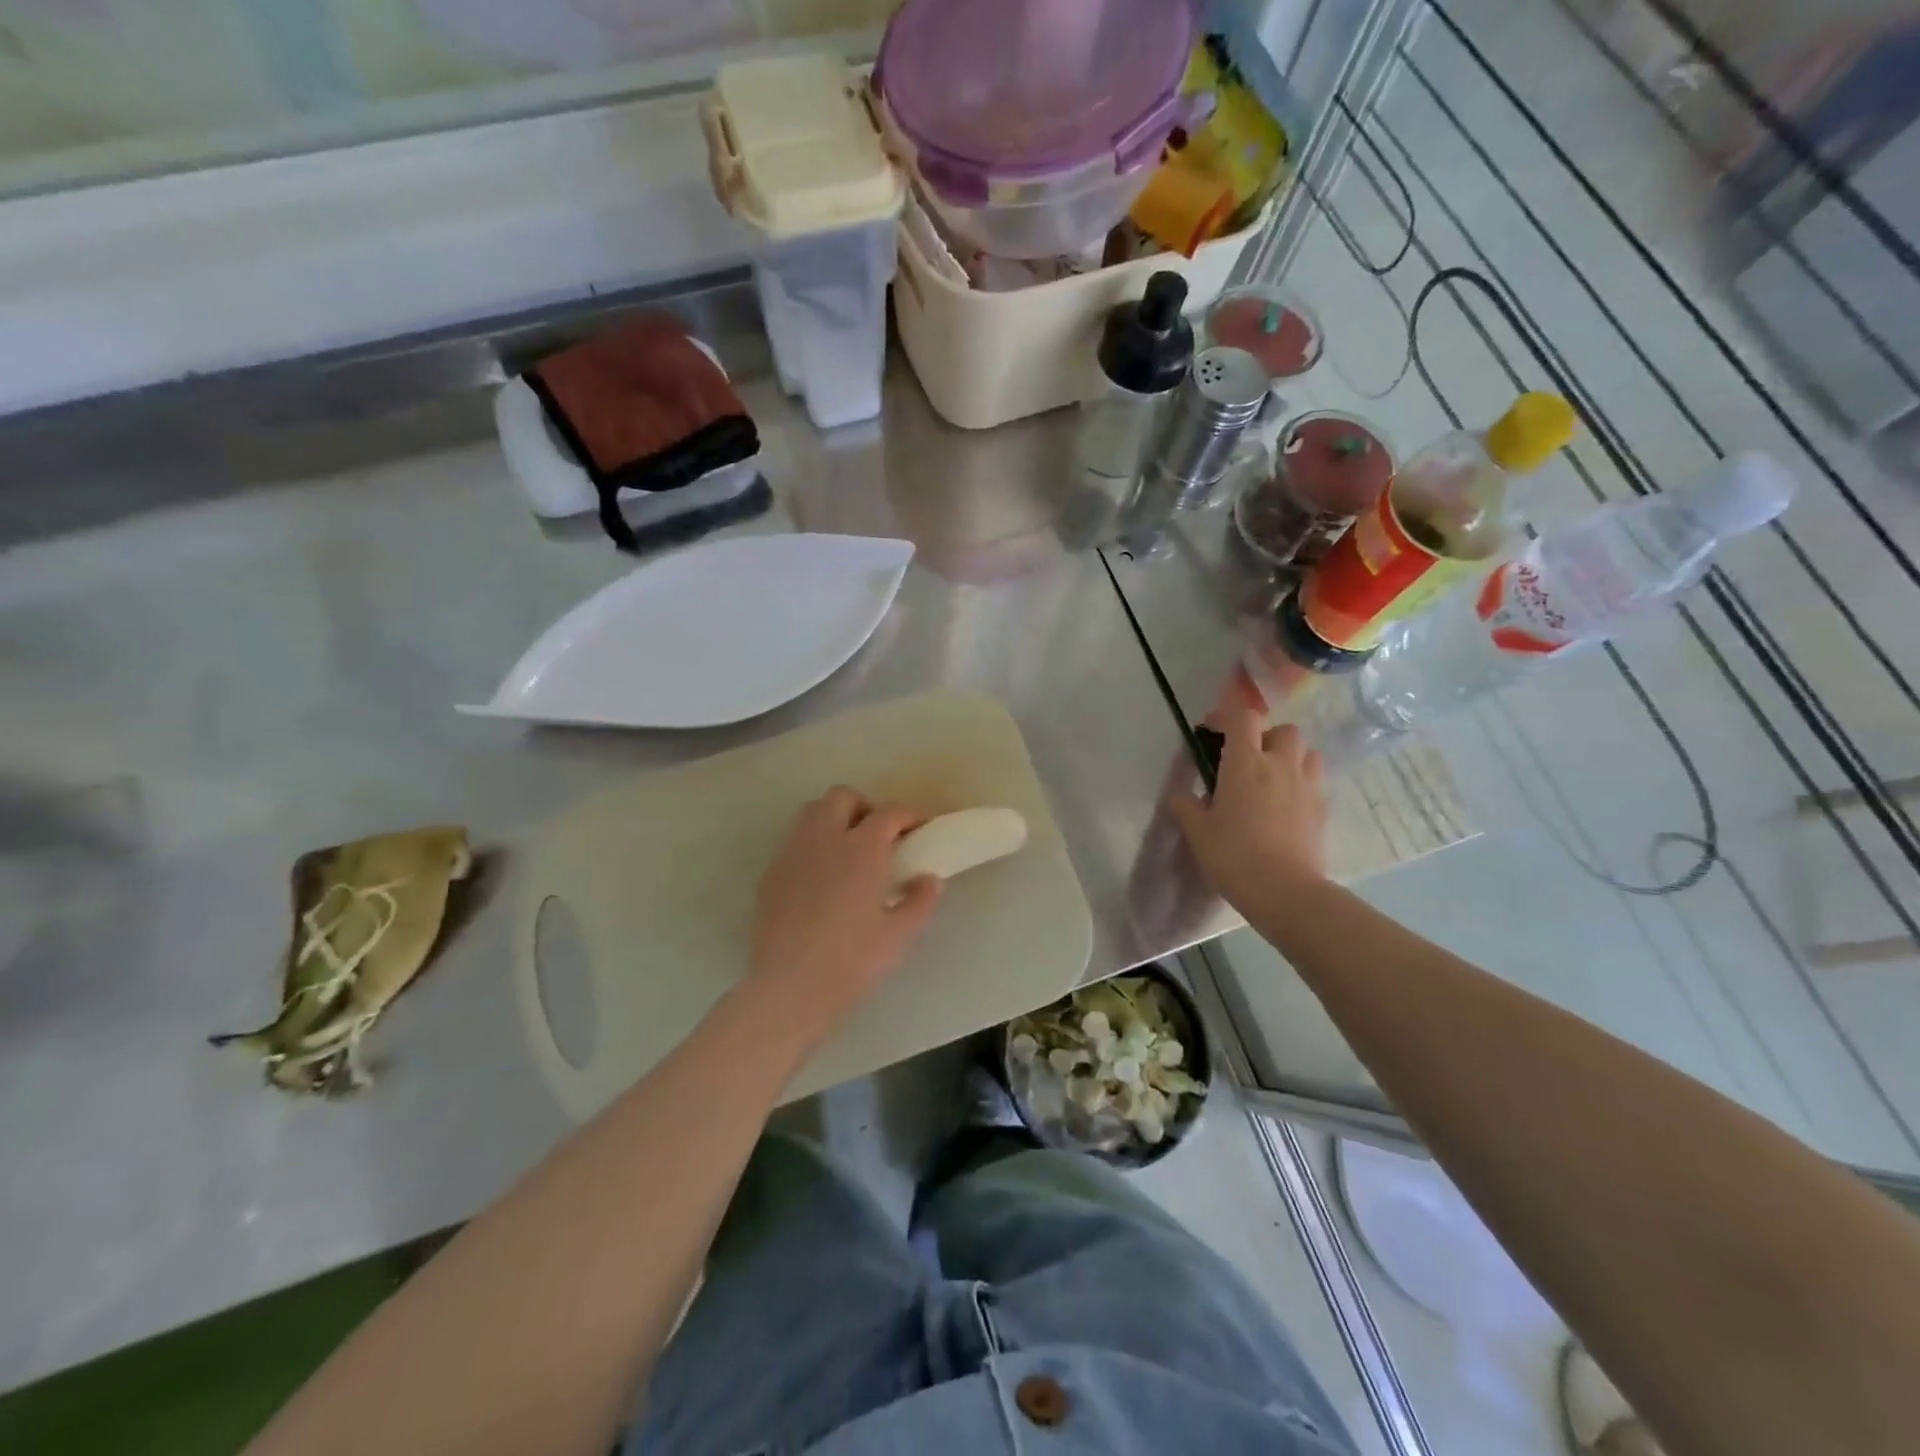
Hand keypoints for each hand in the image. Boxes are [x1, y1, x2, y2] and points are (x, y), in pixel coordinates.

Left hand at [749, 787, 942, 1023]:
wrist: (789, 989)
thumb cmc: (852, 961)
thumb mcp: (899, 935)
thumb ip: (920, 901)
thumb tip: (929, 879)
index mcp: (862, 849)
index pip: (890, 812)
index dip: (909, 815)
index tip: (920, 828)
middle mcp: (824, 838)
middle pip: (843, 797)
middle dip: (865, 807)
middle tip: (880, 836)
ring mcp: (792, 853)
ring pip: (812, 811)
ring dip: (834, 818)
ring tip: (848, 850)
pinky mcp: (771, 873)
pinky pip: (794, 841)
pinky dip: (812, 844)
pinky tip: (820, 877)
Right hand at [1170, 704, 1329, 917]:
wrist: (1285, 892)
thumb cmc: (1234, 856)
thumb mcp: (1196, 831)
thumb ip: (1185, 805)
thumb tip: (1182, 794)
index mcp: (1245, 763)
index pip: (1243, 718)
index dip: (1226, 716)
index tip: (1211, 730)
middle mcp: (1281, 765)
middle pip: (1284, 730)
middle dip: (1265, 737)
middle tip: (1247, 759)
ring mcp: (1307, 786)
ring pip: (1307, 753)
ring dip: (1290, 757)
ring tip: (1271, 779)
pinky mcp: (1323, 810)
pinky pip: (1315, 782)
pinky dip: (1301, 784)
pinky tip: (1285, 807)